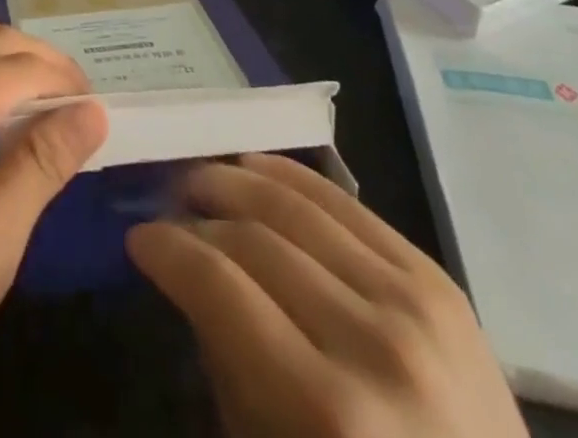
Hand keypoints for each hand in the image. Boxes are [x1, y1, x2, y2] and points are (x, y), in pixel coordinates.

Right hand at [128, 153, 526, 437]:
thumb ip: (227, 364)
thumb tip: (190, 275)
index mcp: (328, 410)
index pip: (219, 286)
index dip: (167, 250)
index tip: (139, 238)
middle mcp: (373, 343)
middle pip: (254, 237)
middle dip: (197, 215)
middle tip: (167, 208)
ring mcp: (414, 303)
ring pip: (296, 205)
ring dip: (235, 180)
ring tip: (202, 180)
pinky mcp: (438, 279)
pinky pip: (345, 203)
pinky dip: (290, 176)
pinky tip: (255, 167)